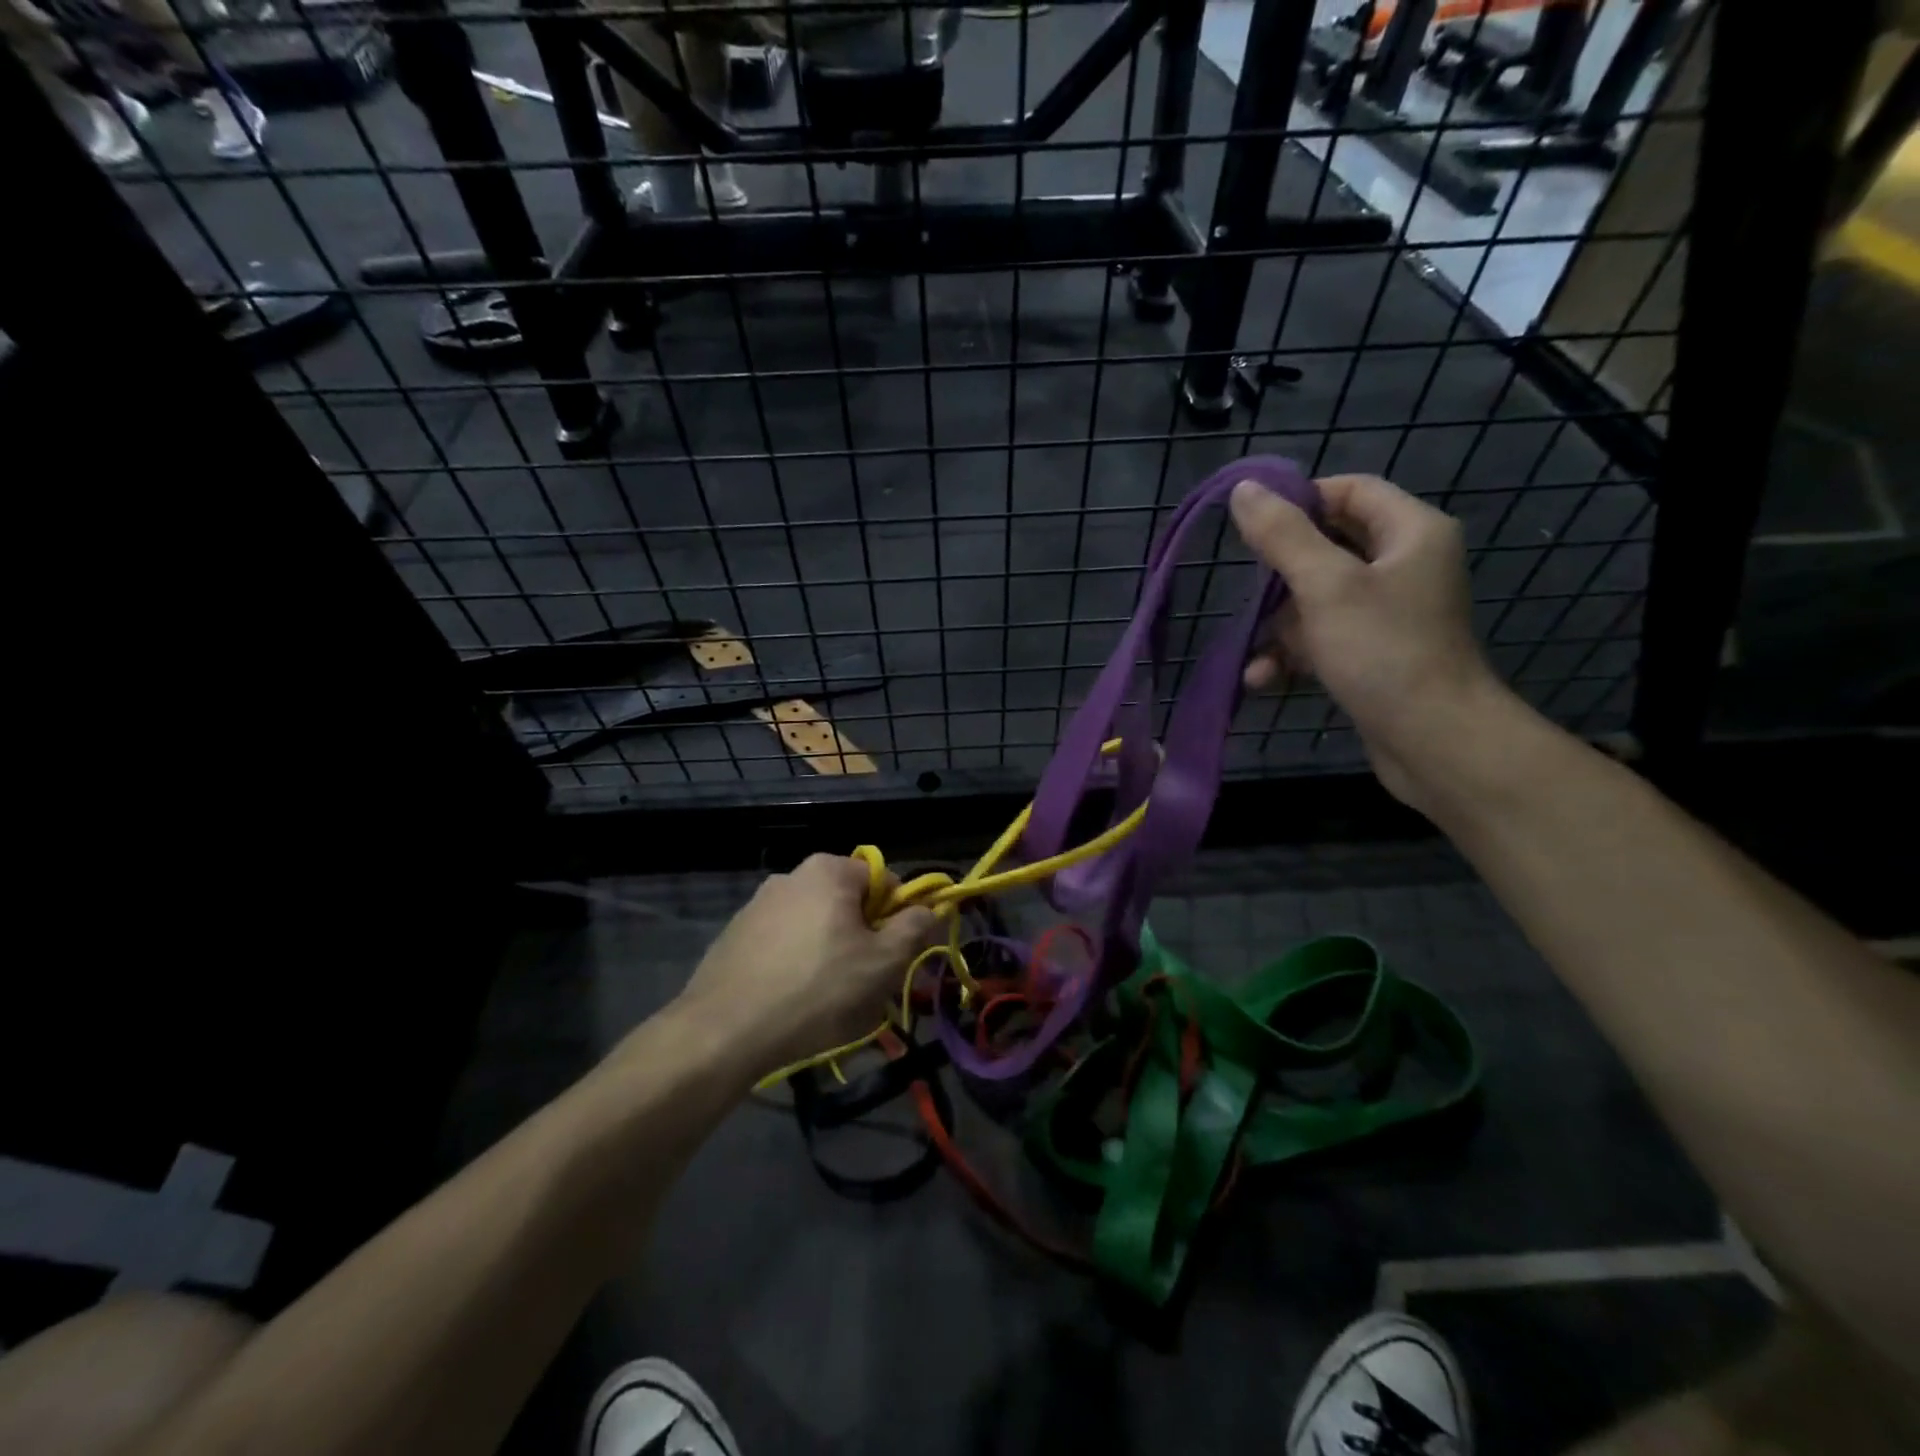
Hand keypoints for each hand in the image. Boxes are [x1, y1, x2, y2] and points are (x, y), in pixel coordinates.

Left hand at [674, 854, 937, 1080]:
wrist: (724, 1030)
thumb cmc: (816, 989)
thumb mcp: (882, 963)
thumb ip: (914, 928)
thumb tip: (930, 908)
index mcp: (829, 870)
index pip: (884, 881)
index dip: (898, 917)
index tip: (895, 957)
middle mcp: (792, 876)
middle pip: (848, 904)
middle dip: (864, 940)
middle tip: (866, 984)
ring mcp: (758, 904)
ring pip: (816, 926)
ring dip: (831, 954)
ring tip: (829, 1001)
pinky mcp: (736, 935)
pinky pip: (784, 943)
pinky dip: (797, 964)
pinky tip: (793, 1001)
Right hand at [1229, 473, 1511, 806]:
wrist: (1433, 740)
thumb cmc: (1384, 651)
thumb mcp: (1325, 586)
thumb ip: (1283, 536)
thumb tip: (1243, 489)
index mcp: (1411, 533)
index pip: (1350, 491)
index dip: (1301, 500)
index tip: (1252, 525)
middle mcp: (1404, 565)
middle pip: (1329, 547)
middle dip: (1281, 576)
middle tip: (1247, 590)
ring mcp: (1389, 613)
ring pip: (1318, 599)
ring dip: (1279, 627)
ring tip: (1251, 653)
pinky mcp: (1373, 653)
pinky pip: (1323, 638)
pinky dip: (1293, 654)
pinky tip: (1262, 678)